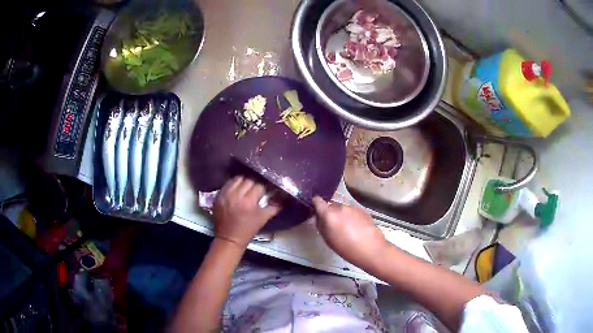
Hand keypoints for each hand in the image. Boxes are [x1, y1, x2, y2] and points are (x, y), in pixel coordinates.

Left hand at [213, 176, 279, 246]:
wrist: (229, 238)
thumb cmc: (248, 230)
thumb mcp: (263, 218)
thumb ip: (274, 206)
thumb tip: (284, 196)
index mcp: (248, 202)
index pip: (259, 185)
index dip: (265, 186)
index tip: (268, 187)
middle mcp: (236, 195)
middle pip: (249, 179)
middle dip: (255, 182)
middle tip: (258, 186)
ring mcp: (225, 194)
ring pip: (238, 178)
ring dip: (245, 180)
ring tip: (248, 185)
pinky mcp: (218, 195)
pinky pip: (228, 183)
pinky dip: (234, 183)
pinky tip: (238, 187)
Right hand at [313, 196, 388, 270]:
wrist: (370, 248)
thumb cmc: (346, 248)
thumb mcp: (327, 239)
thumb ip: (320, 225)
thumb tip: (318, 217)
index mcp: (328, 214)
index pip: (317, 201)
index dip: (316, 204)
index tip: (317, 211)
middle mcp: (340, 207)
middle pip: (331, 206)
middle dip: (330, 214)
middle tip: (333, 226)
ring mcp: (353, 208)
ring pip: (343, 210)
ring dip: (342, 216)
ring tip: (348, 230)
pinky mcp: (363, 210)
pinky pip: (353, 212)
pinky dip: (352, 218)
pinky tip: (357, 229)